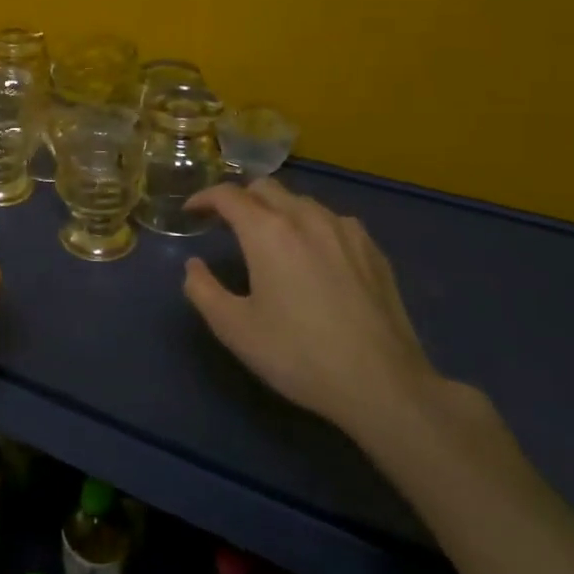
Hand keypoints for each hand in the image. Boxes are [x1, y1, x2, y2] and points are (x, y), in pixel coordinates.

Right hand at [183, 178, 437, 437]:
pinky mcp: (373, 250)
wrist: (382, 385)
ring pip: (301, 201)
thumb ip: (202, 290)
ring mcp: (346, 231)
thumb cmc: (298, 354)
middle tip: (226, 224)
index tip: (191, 212)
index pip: (228, 195)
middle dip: (239, 199)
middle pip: (265, 188)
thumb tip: (194, 266)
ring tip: (268, 238)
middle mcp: (306, 218)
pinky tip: (312, 254)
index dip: (204, 198)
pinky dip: (310, 226)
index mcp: (268, 232)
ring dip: (276, 210)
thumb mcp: (234, 328)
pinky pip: (332, 221)